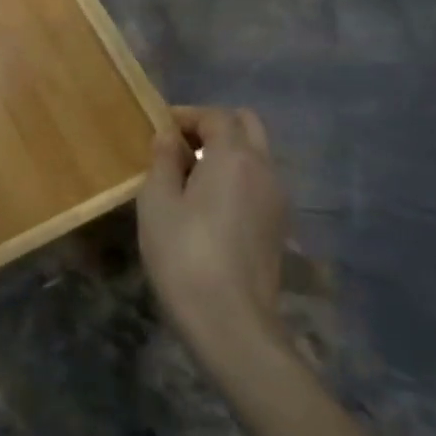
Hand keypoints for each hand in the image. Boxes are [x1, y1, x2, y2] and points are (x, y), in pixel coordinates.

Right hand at [137, 107, 287, 354]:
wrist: (230, 321)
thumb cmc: (184, 254)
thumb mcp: (157, 202)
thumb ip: (163, 160)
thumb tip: (168, 136)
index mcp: (234, 156)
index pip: (216, 115)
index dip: (187, 115)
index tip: (160, 128)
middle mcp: (264, 169)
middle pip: (246, 125)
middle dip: (214, 127)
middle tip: (181, 147)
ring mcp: (277, 199)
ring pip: (257, 155)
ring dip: (228, 153)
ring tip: (191, 178)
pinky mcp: (279, 226)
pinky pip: (260, 183)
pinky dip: (238, 179)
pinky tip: (210, 206)